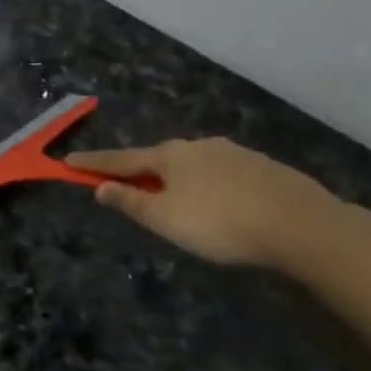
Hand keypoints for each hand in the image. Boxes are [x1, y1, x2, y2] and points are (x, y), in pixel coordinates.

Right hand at [68, 137, 341, 268]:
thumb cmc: (220, 222)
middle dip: (139, 171)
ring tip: (174, 202)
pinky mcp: (263, 169)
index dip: (94, 163)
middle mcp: (199, 146)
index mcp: (170, 155)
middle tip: (125, 186)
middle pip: (158, 158)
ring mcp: (234, 154)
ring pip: (192, 165)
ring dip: (175, 179)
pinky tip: (218, 204)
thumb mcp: (165, 219)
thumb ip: (130, 202)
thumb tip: (101, 187)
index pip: (121, 159)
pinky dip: (207, 185)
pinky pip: (221, 174)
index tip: (68, 162)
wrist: (302, 225)